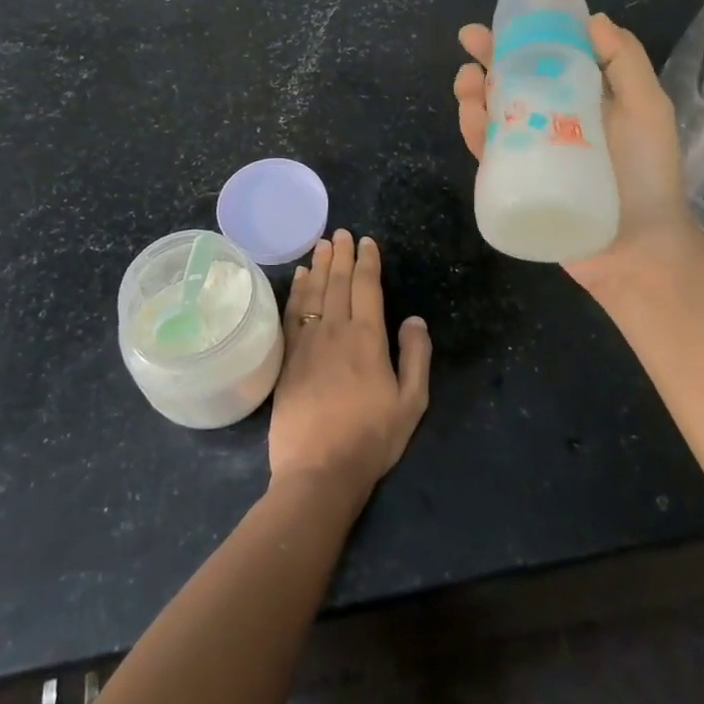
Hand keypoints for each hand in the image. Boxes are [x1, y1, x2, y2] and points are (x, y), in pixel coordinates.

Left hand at [269, 230, 432, 496]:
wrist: (319, 470)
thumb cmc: (371, 438)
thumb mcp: (411, 403)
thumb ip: (415, 356)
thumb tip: (414, 319)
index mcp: (367, 338)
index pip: (366, 287)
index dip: (367, 261)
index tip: (367, 241)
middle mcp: (335, 330)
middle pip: (337, 282)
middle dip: (341, 254)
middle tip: (341, 233)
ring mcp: (307, 342)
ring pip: (313, 292)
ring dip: (319, 265)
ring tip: (321, 244)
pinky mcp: (287, 357)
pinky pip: (292, 312)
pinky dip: (297, 290)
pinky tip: (299, 278)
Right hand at [453, 13, 696, 290]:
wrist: (639, 248)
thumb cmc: (649, 175)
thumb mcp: (648, 109)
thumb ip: (626, 62)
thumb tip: (592, 19)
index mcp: (582, 99)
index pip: (548, 60)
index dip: (525, 37)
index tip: (507, 18)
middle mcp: (552, 121)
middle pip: (513, 83)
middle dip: (489, 58)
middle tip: (470, 40)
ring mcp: (531, 152)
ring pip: (492, 115)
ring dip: (474, 92)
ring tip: (468, 78)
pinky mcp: (514, 181)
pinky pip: (488, 152)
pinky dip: (474, 130)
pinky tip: (471, 114)